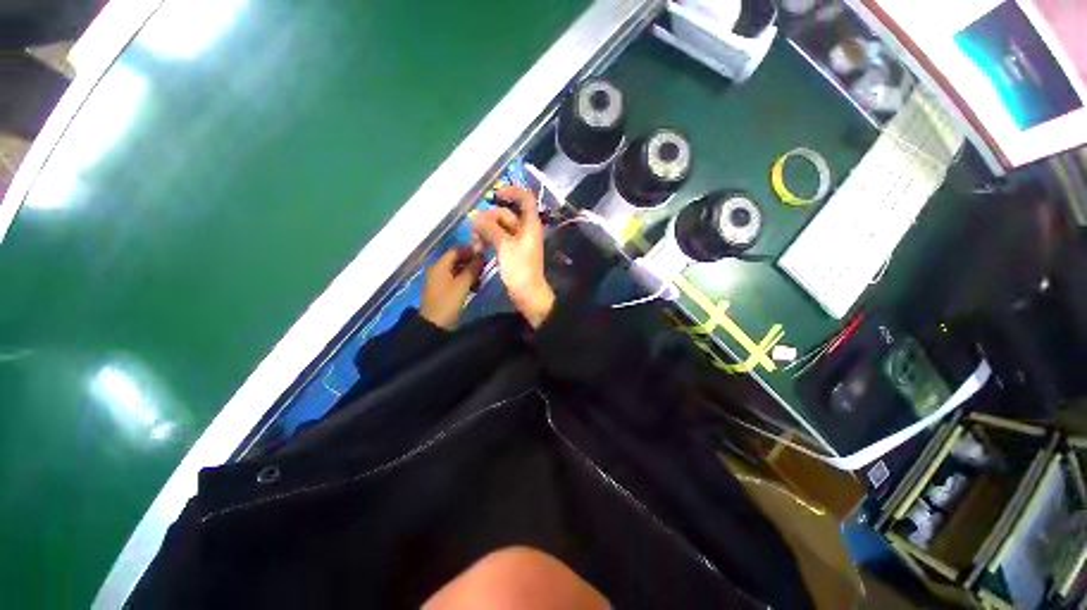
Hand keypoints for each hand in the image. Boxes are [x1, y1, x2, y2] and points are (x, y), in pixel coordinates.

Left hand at [420, 247, 483, 329]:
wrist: (434, 324)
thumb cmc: (448, 302)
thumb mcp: (462, 285)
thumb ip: (472, 269)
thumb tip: (482, 256)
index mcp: (439, 266)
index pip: (455, 251)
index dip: (470, 251)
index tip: (484, 255)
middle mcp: (438, 270)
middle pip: (456, 260)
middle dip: (471, 262)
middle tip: (485, 267)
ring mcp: (439, 280)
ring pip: (457, 270)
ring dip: (469, 272)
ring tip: (481, 278)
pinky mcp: (442, 289)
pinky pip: (455, 279)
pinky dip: (465, 280)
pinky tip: (475, 286)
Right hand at [471, 186, 554, 327]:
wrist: (527, 293)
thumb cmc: (519, 268)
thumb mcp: (505, 246)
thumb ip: (491, 229)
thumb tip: (476, 218)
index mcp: (530, 224)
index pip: (525, 199)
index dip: (512, 192)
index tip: (495, 194)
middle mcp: (525, 229)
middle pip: (506, 214)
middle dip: (489, 219)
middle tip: (474, 230)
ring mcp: (519, 241)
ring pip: (500, 227)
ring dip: (487, 231)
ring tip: (476, 242)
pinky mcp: (512, 251)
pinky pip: (499, 239)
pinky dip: (490, 239)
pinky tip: (479, 246)